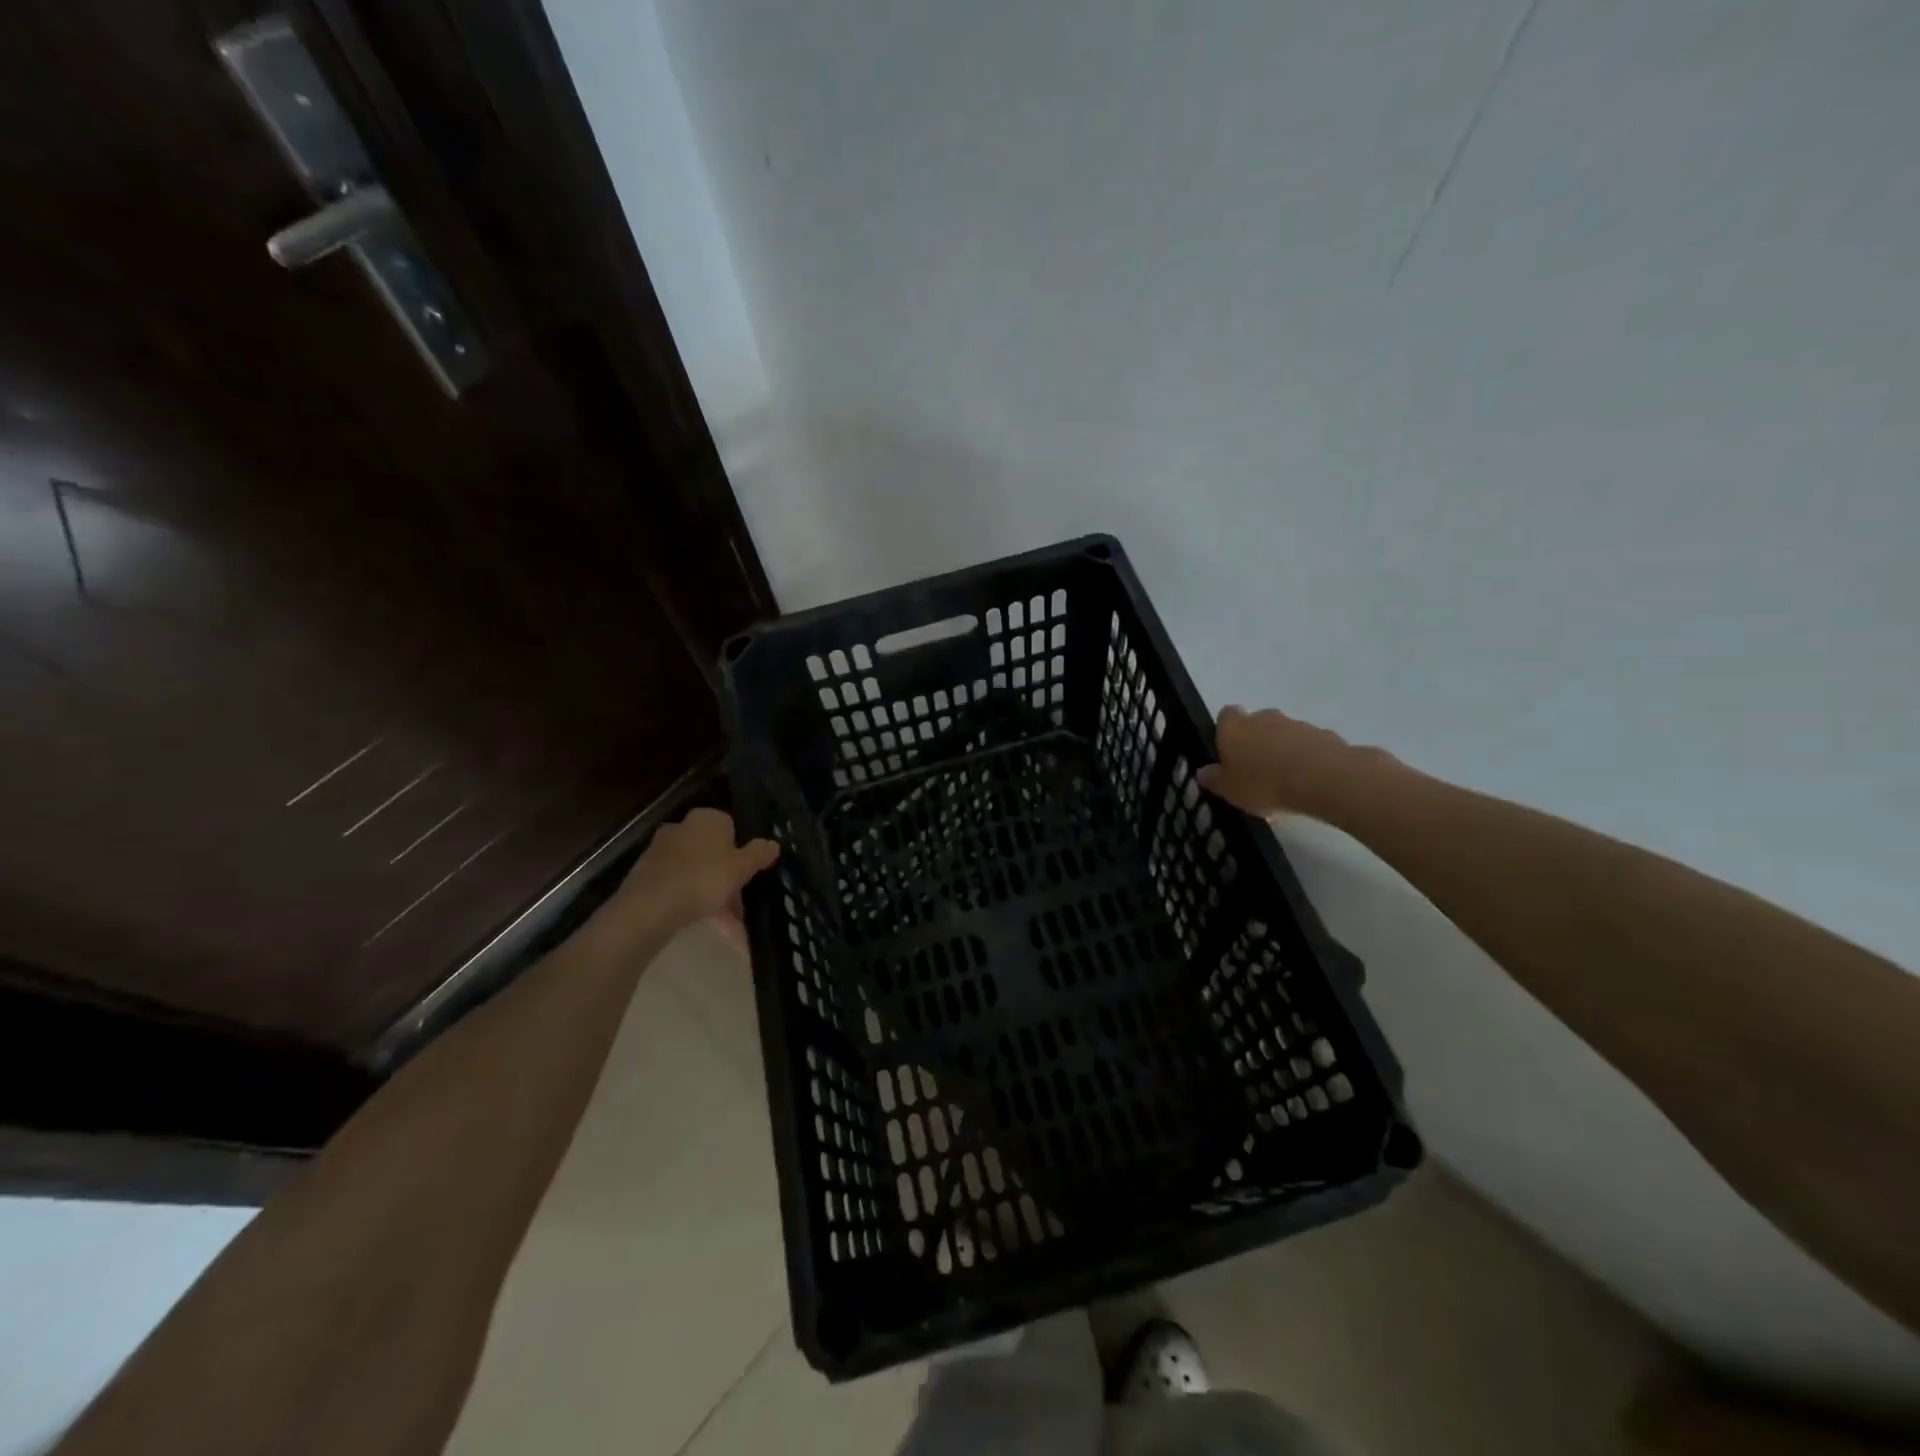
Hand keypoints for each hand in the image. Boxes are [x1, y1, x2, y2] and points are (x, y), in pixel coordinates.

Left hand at [594, 807, 778, 949]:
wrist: (649, 907)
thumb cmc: (703, 879)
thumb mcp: (741, 868)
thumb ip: (759, 853)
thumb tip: (774, 844)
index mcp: (707, 819)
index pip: (732, 827)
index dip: (741, 852)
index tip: (747, 875)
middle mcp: (682, 827)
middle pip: (713, 852)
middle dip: (726, 878)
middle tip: (738, 906)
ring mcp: (661, 849)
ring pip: (696, 870)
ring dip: (711, 893)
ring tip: (725, 926)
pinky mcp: (646, 872)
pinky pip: (678, 884)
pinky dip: (690, 899)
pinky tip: (701, 922)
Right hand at [1197, 706, 1389, 821]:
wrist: (1322, 779)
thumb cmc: (1263, 783)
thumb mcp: (1228, 789)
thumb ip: (1214, 779)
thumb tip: (1203, 772)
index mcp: (1235, 727)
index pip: (1225, 715)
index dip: (1226, 731)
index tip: (1228, 751)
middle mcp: (1263, 717)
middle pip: (1256, 722)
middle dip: (1255, 740)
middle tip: (1255, 769)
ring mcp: (1296, 724)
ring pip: (1283, 734)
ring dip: (1282, 750)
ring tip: (1283, 781)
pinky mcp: (1323, 735)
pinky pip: (1308, 745)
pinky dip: (1305, 758)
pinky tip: (1306, 782)